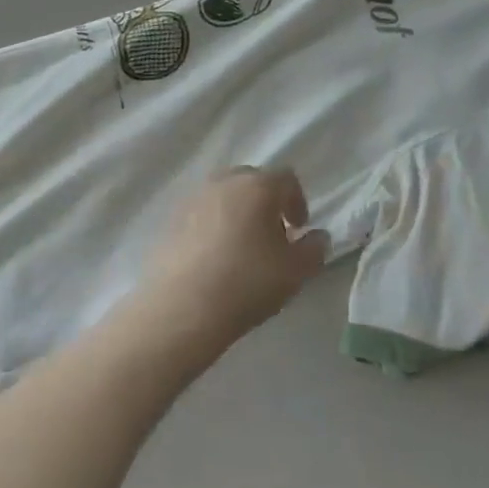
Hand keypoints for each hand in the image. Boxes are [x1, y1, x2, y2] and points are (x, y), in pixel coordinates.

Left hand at [140, 168, 328, 352]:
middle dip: (267, 203)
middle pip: (253, 181)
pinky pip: (202, 213)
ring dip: (239, 212)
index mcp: (258, 186)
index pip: (286, 179)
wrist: (181, 308)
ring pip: (225, 195)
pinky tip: (214, 258)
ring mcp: (194, 198)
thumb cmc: (246, 283)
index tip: (299, 229)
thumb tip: (317, 237)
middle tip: (272, 236)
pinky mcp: (171, 219)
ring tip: (242, 248)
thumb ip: (314, 249)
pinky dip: (213, 226)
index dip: (297, 201)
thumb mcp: (295, 272)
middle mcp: (226, 182)